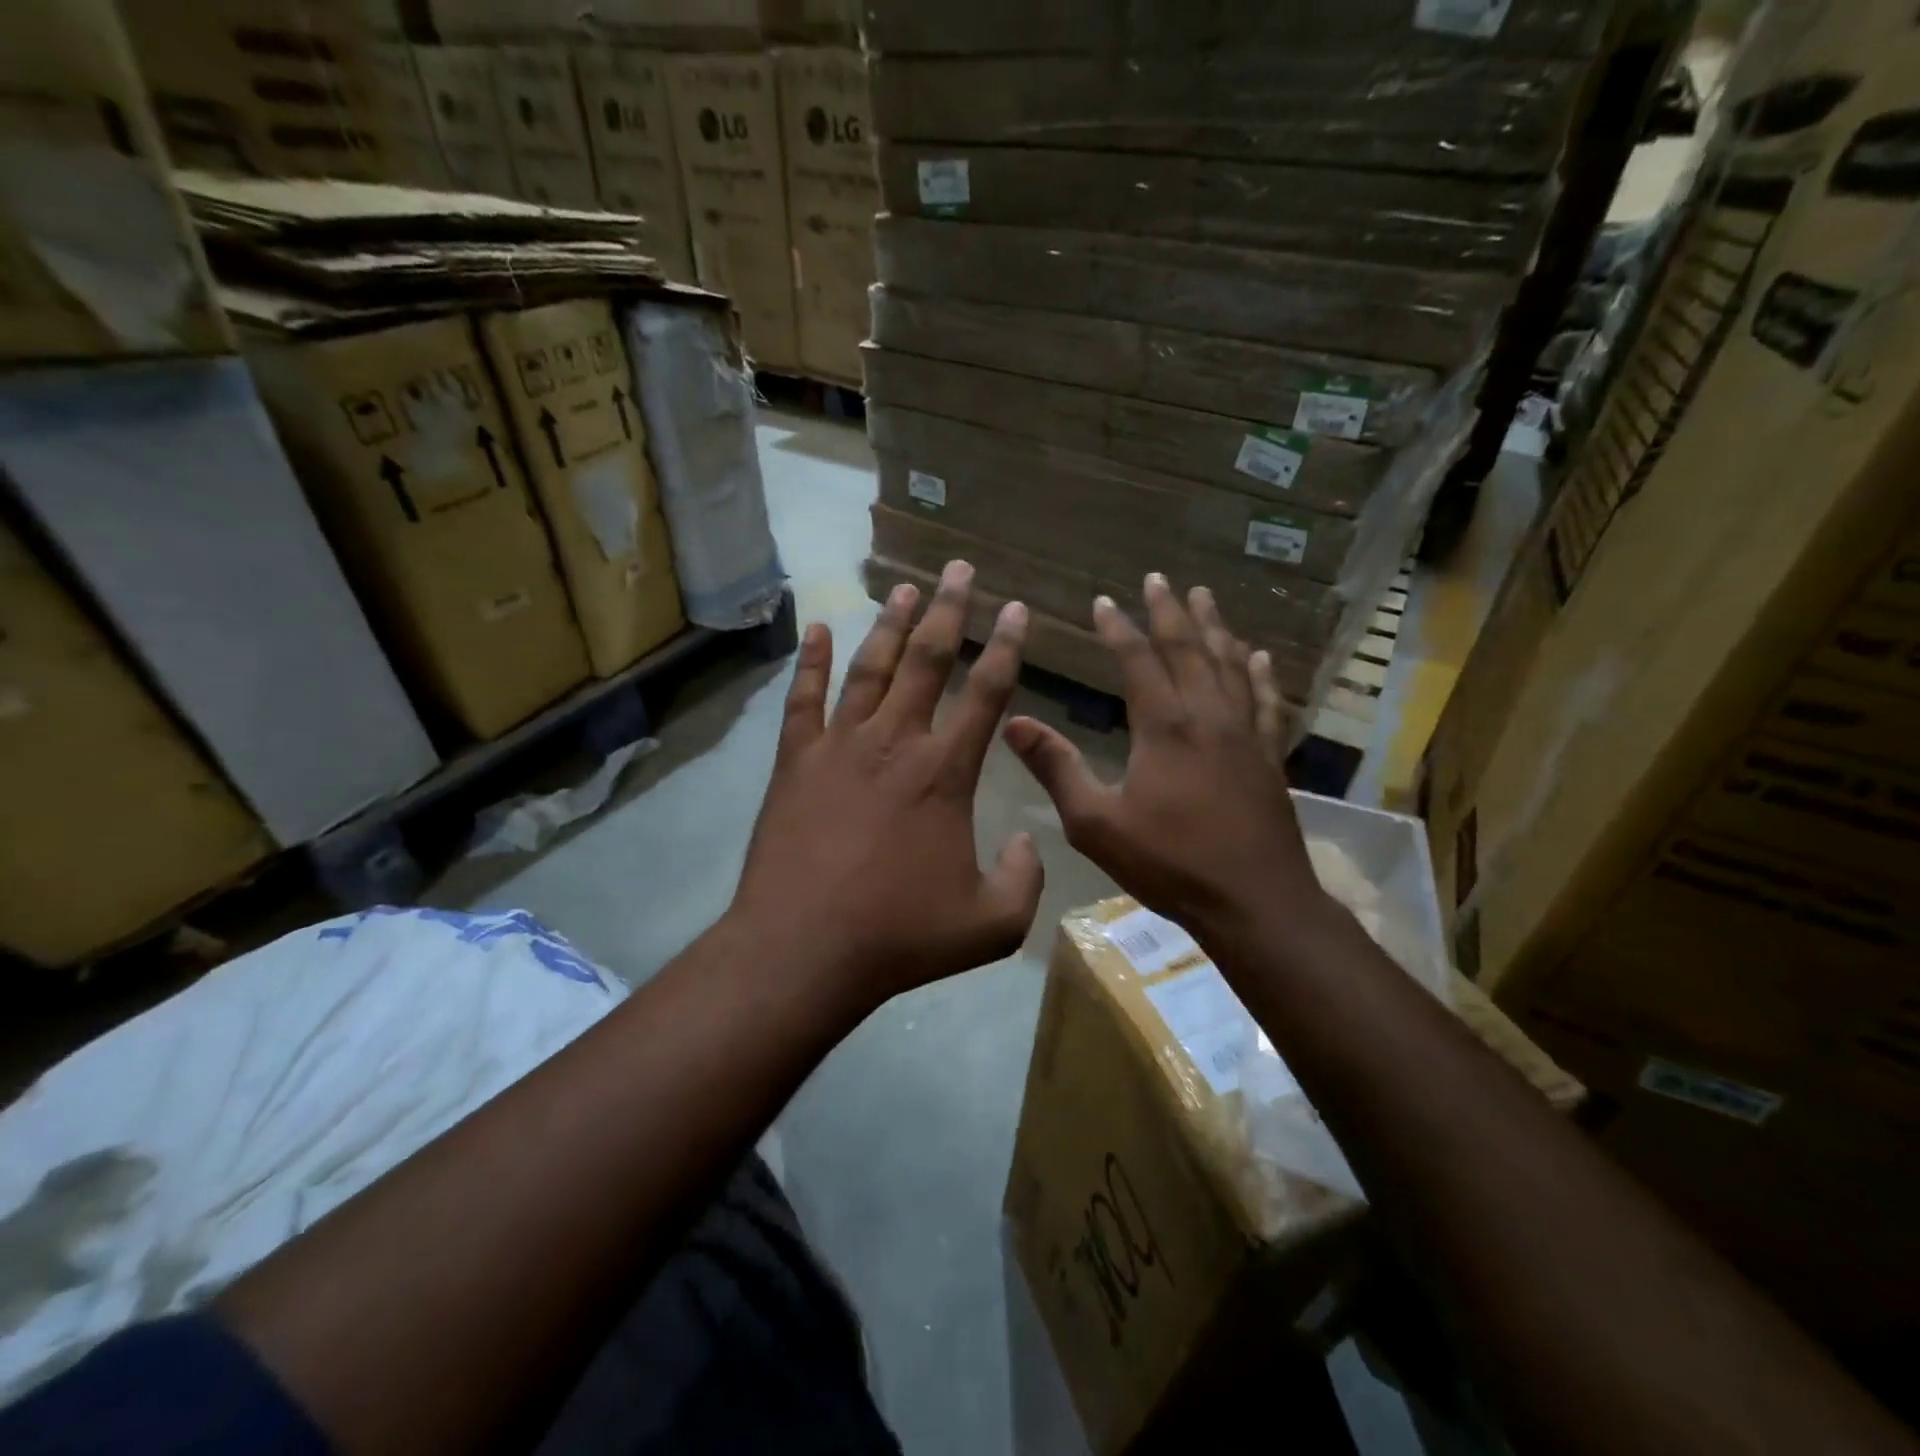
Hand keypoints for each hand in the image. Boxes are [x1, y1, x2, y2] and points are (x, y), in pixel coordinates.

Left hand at [730, 560, 1043, 1009]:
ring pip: (871, 668)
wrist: (803, 949)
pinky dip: (812, 660)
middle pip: (928, 660)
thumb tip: (1030, 841)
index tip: (1018, 609)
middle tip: (960, 568)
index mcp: (945, 773)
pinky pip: (804, 698)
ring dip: (892, 625)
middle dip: (950, 610)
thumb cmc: (899, 936)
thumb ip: (1025, 880)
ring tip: (907, 587)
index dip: (1008, 647)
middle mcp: (895, 742)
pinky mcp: (795, 761)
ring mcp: (839, 746)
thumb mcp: (991, 925)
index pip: (987, 693)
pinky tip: (819, 628)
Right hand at [1004, 575, 1322, 940]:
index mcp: (1164, 726)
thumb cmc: (1169, 863)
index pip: (1138, 661)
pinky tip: (1258, 655)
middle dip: (1170, 611)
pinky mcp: (1269, 755)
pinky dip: (1260, 673)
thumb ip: (1056, 769)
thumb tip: (1013, 724)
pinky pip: (1265, 700)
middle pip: (1188, 649)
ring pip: (1229, 664)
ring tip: (1204, 597)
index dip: (1118, 628)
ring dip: (1214, 628)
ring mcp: (1245, 733)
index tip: (1103, 601)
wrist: (1253, 901)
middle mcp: (1207, 716)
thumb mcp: (1096, 822)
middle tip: (1158, 579)